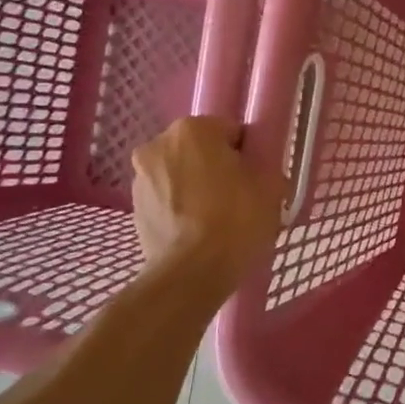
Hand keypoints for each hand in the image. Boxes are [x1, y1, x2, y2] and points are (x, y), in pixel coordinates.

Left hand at [131, 116, 282, 289]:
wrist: (191, 273)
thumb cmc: (235, 220)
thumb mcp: (270, 187)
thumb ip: (266, 165)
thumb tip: (258, 170)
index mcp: (193, 129)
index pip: (230, 131)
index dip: (247, 154)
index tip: (255, 179)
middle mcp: (158, 145)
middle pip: (200, 151)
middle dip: (217, 168)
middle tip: (239, 199)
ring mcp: (140, 178)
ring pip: (180, 175)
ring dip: (196, 189)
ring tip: (217, 221)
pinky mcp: (134, 209)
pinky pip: (167, 200)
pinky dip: (180, 210)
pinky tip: (198, 234)